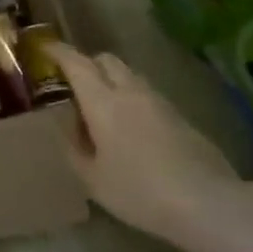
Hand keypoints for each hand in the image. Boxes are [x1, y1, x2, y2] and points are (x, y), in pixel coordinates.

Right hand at [53, 43, 252, 251]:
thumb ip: (75, 150)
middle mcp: (129, 91)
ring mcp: (159, 101)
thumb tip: (68, 130)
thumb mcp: (94, 180)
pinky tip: (133, 130)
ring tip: (104, 110)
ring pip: (129, 76)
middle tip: (75, 84)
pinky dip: (133, 100)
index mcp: (102, 101)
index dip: (58, 52)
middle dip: (88, 64)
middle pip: (106, 60)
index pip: (76, 62)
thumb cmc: (140, 191)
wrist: (207, 202)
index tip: (45, 49)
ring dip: (112, 82)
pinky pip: (148, 95)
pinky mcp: (180, 116)